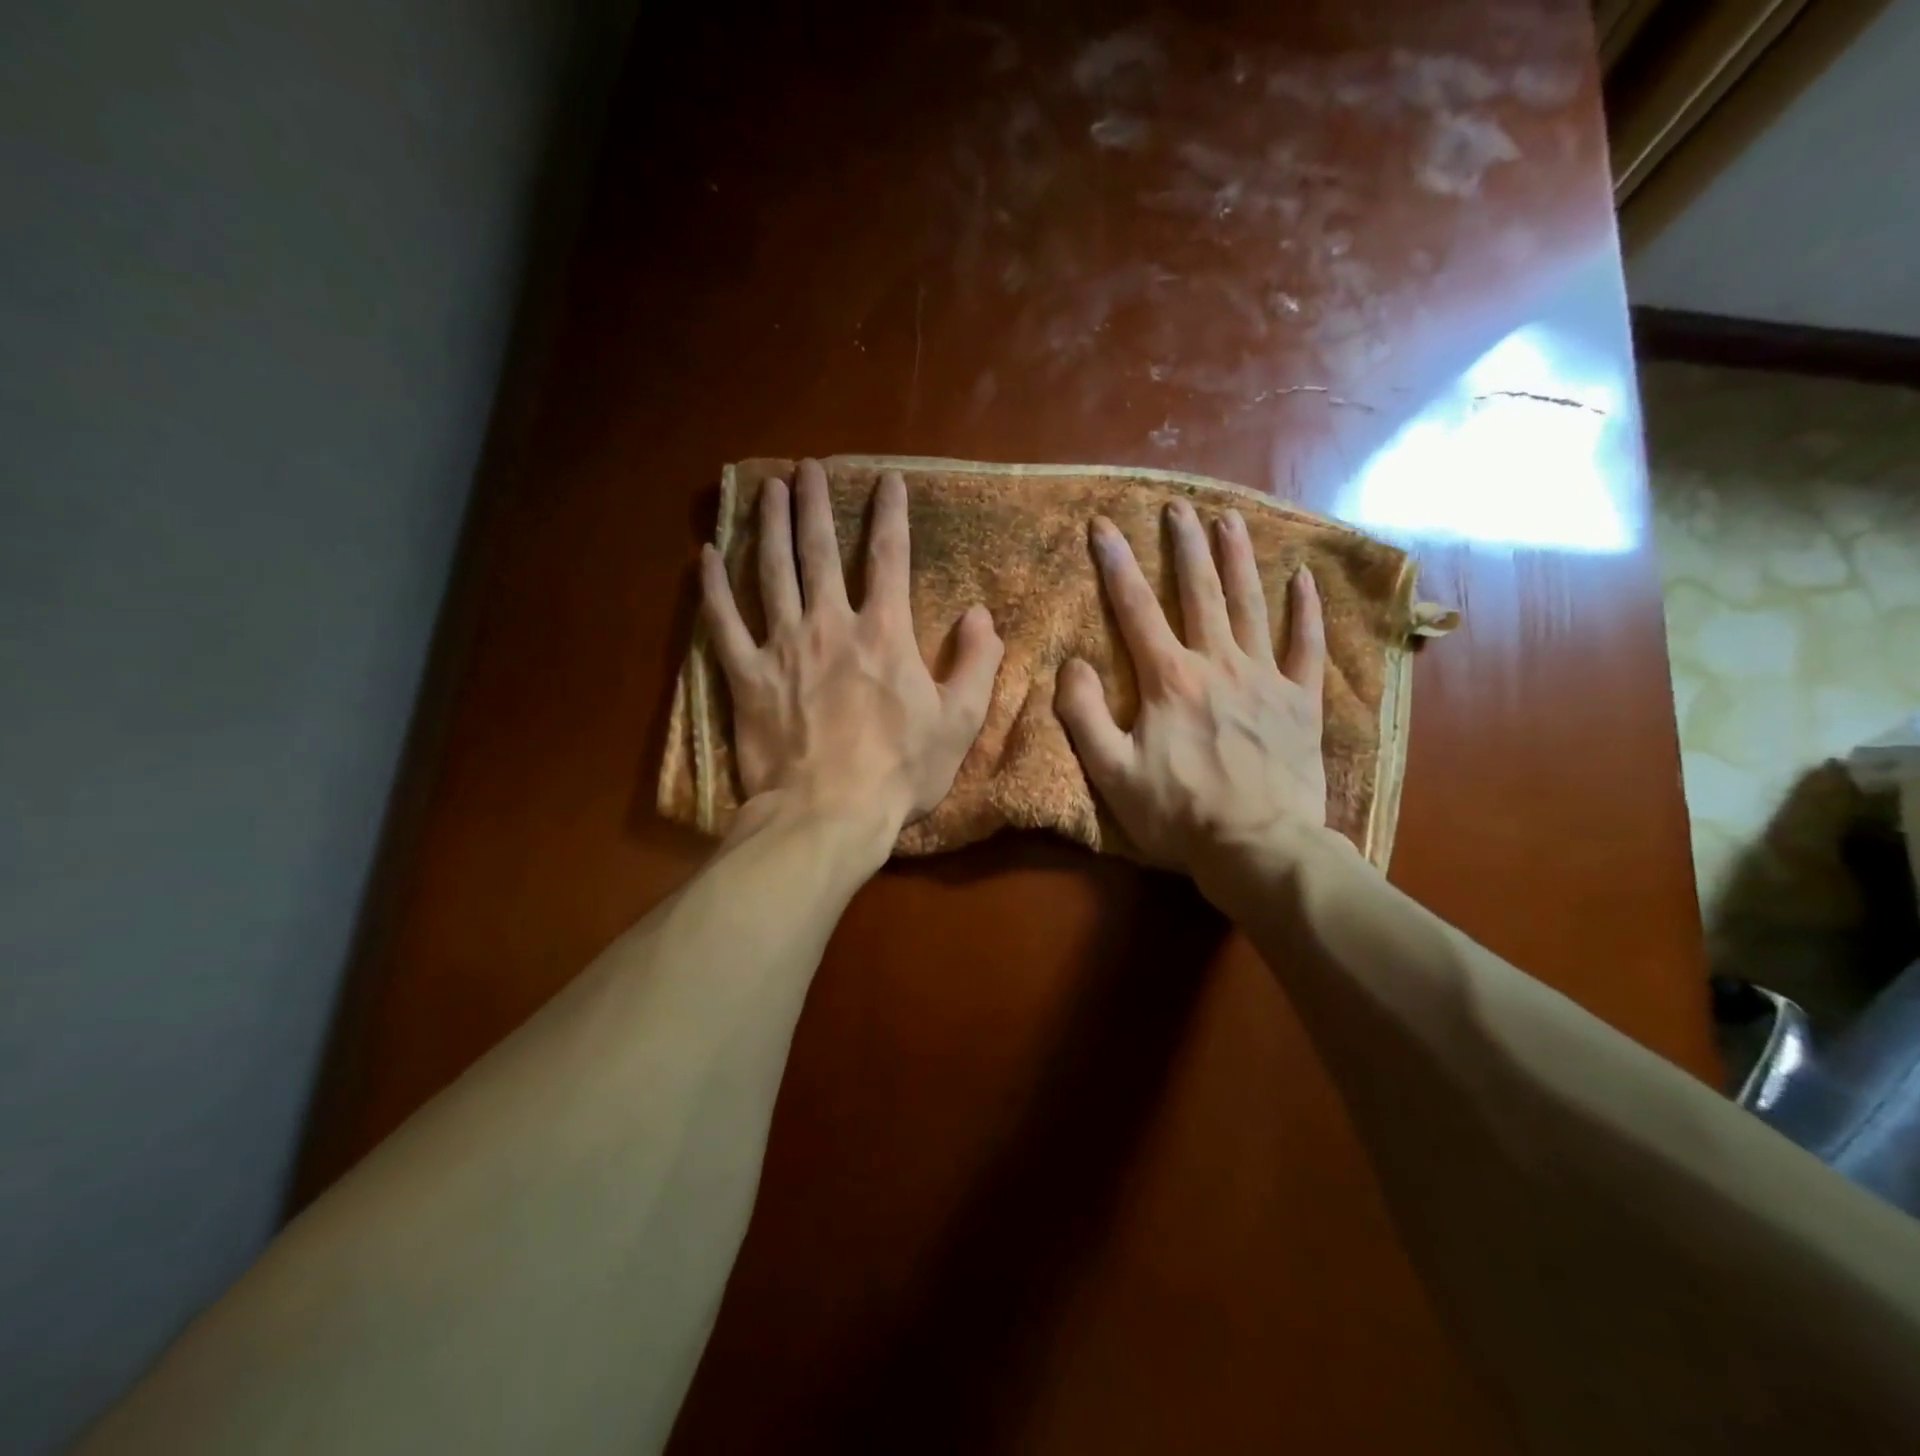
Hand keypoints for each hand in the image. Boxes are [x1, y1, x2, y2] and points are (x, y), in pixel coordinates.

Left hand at [701, 459, 1003, 836]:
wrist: (829, 815)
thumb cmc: (900, 771)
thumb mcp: (959, 722)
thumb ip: (976, 662)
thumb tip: (980, 614)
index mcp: (884, 633)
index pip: (890, 557)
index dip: (891, 514)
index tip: (888, 479)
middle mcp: (830, 625)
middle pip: (820, 551)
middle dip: (815, 504)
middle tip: (807, 468)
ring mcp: (783, 648)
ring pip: (772, 573)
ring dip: (769, 527)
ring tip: (766, 488)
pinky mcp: (746, 677)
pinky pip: (723, 624)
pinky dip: (713, 589)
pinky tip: (704, 557)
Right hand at [1054, 499, 1327, 877]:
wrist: (1257, 848)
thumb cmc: (1178, 813)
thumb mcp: (1111, 772)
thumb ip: (1083, 714)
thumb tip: (1072, 663)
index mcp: (1169, 679)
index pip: (1135, 609)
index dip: (1116, 564)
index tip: (1103, 526)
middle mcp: (1218, 664)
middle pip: (1198, 593)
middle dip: (1184, 546)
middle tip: (1177, 507)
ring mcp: (1265, 679)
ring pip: (1249, 606)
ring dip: (1238, 559)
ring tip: (1229, 519)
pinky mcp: (1300, 702)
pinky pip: (1306, 647)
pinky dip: (1304, 611)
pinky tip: (1302, 578)